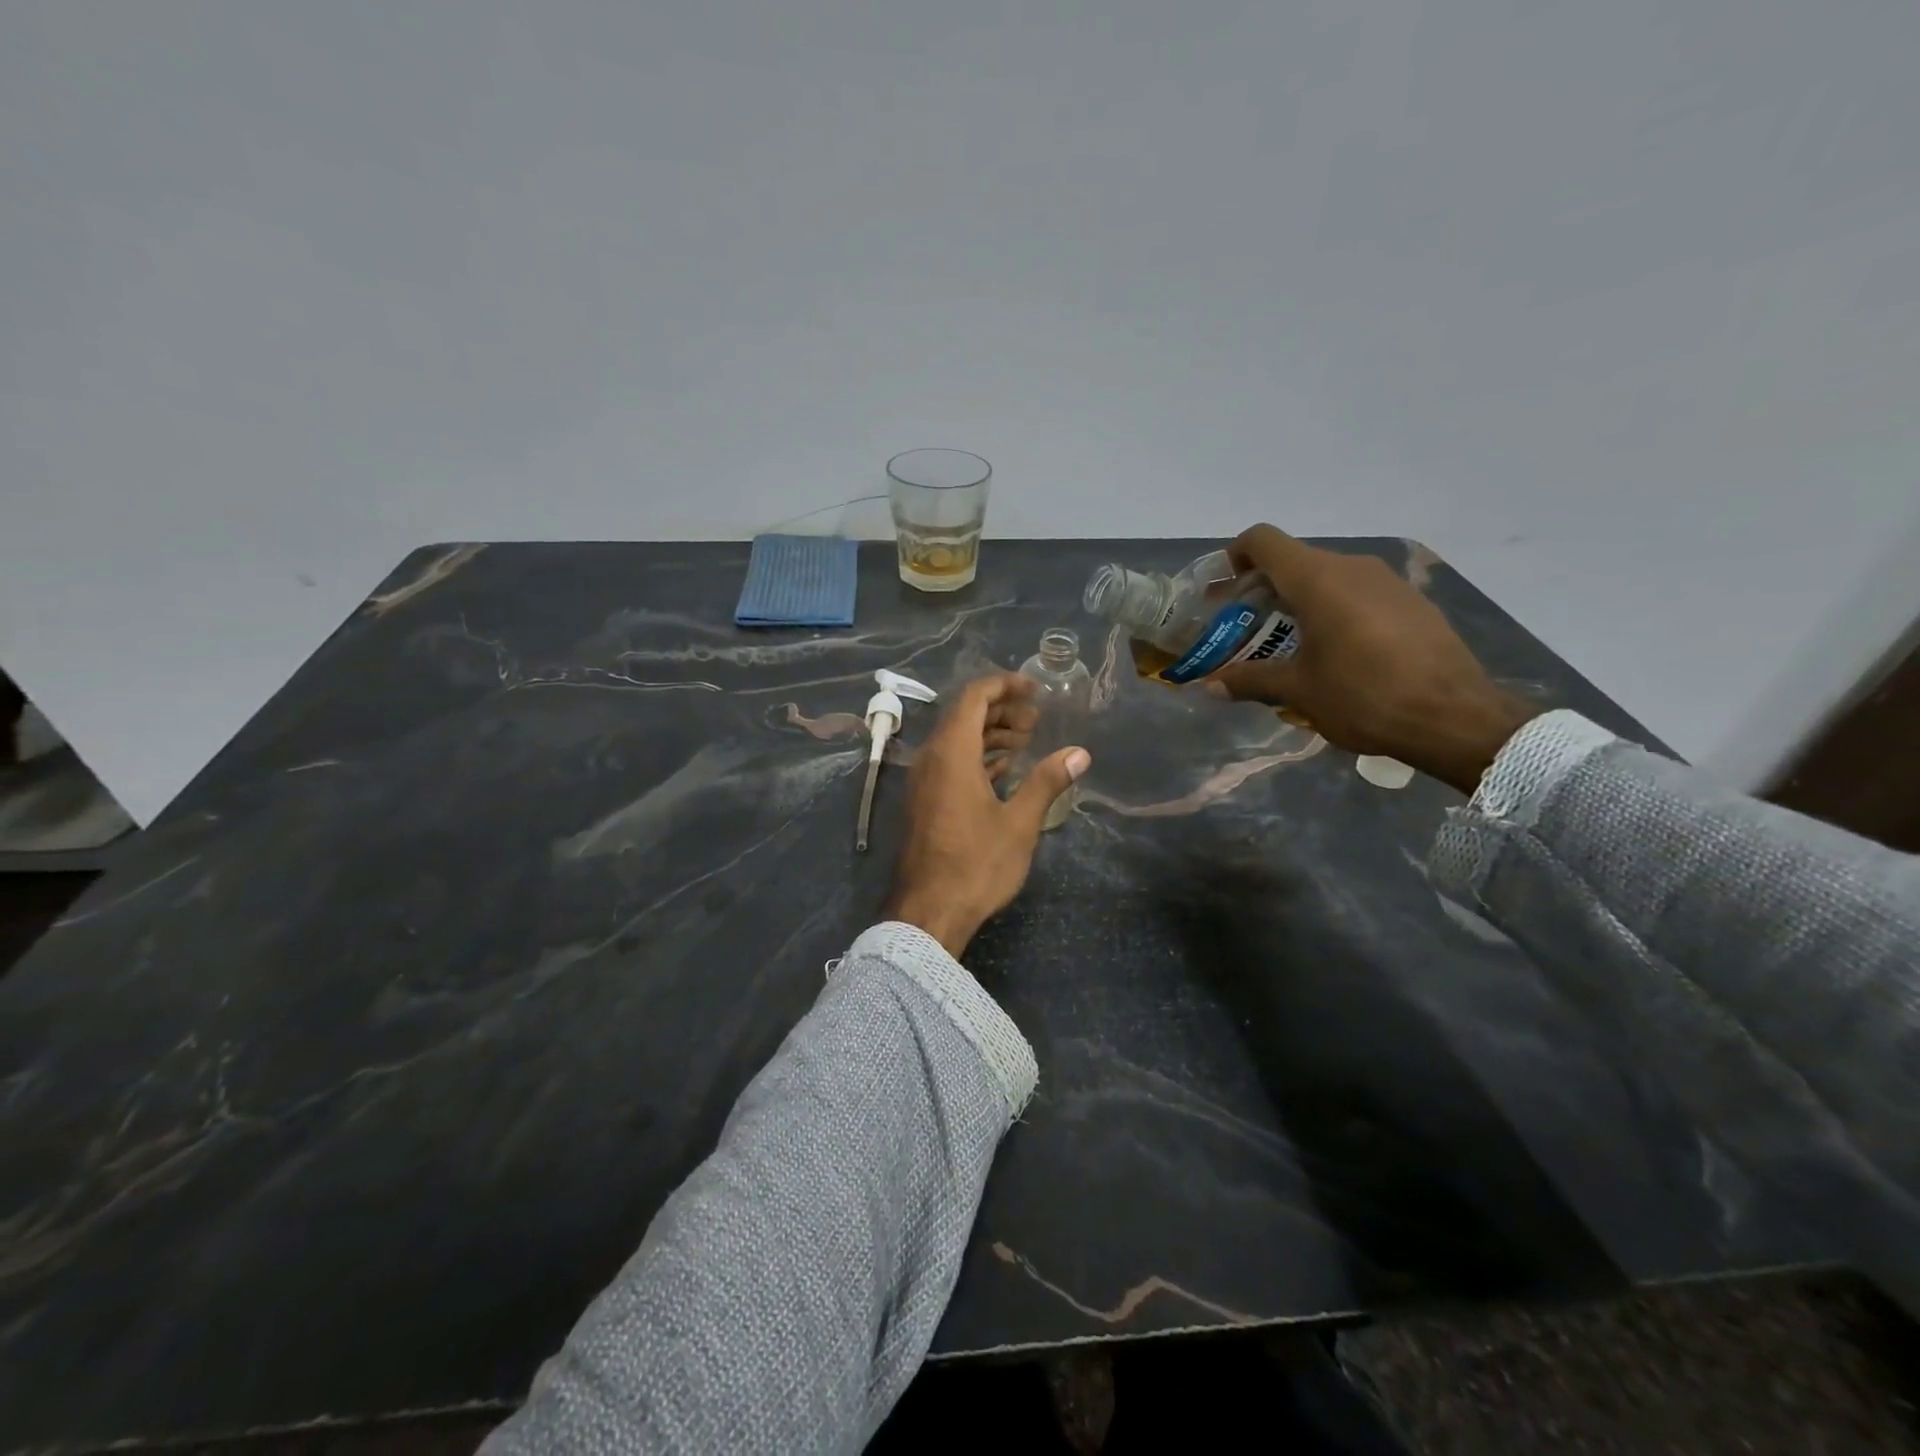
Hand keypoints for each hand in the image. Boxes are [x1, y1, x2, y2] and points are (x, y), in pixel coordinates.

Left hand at [882, 673, 1091, 956]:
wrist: (927, 912)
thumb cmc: (976, 864)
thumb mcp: (1019, 823)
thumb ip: (1047, 782)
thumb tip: (1080, 753)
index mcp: (952, 752)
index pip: (974, 696)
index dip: (1005, 685)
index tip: (1035, 690)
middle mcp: (931, 758)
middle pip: (964, 715)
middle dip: (1001, 710)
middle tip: (1036, 719)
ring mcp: (924, 781)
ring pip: (956, 740)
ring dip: (990, 734)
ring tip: (1027, 741)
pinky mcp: (924, 802)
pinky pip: (949, 763)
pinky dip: (976, 757)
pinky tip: (1003, 770)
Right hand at [1208, 525, 1538, 793]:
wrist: (1455, 717)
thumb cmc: (1364, 697)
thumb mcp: (1298, 691)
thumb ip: (1250, 680)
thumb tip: (1209, 685)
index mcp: (1317, 579)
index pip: (1263, 541)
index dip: (1234, 557)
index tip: (1221, 591)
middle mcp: (1352, 567)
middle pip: (1293, 560)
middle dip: (1261, 589)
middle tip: (1243, 627)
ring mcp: (1387, 582)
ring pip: (1327, 577)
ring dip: (1298, 601)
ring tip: (1286, 644)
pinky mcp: (1411, 601)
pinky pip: (1358, 593)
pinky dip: (1333, 610)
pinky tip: (1334, 653)